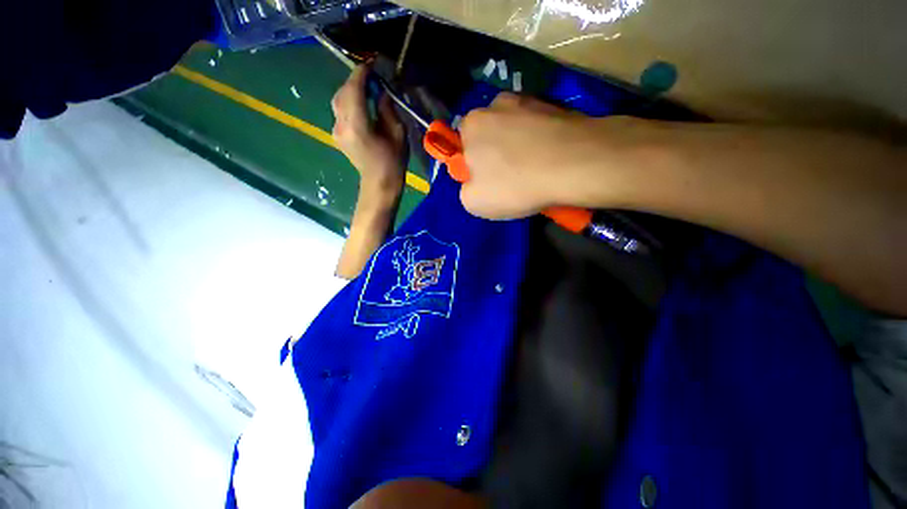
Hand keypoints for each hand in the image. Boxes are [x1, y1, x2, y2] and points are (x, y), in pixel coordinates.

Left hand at [332, 65, 406, 193]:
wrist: (380, 183)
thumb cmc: (393, 162)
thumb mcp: (398, 133)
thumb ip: (387, 109)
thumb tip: (381, 92)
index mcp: (358, 125)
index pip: (354, 90)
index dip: (362, 73)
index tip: (372, 64)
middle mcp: (341, 125)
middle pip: (343, 92)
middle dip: (356, 81)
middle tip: (372, 78)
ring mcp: (336, 130)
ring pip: (338, 100)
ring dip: (351, 91)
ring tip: (367, 89)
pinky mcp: (337, 134)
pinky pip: (340, 111)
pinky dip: (349, 102)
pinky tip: (360, 105)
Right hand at [458, 93, 630, 218]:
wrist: (574, 164)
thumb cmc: (514, 185)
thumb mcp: (474, 202)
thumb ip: (465, 190)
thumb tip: (474, 182)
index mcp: (472, 124)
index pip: (464, 146)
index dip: (475, 167)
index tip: (490, 182)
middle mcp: (496, 104)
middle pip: (491, 136)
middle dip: (497, 156)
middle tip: (513, 179)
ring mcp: (529, 100)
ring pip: (516, 130)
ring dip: (520, 148)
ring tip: (535, 170)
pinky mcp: (556, 105)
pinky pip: (539, 128)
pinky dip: (540, 142)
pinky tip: (551, 160)